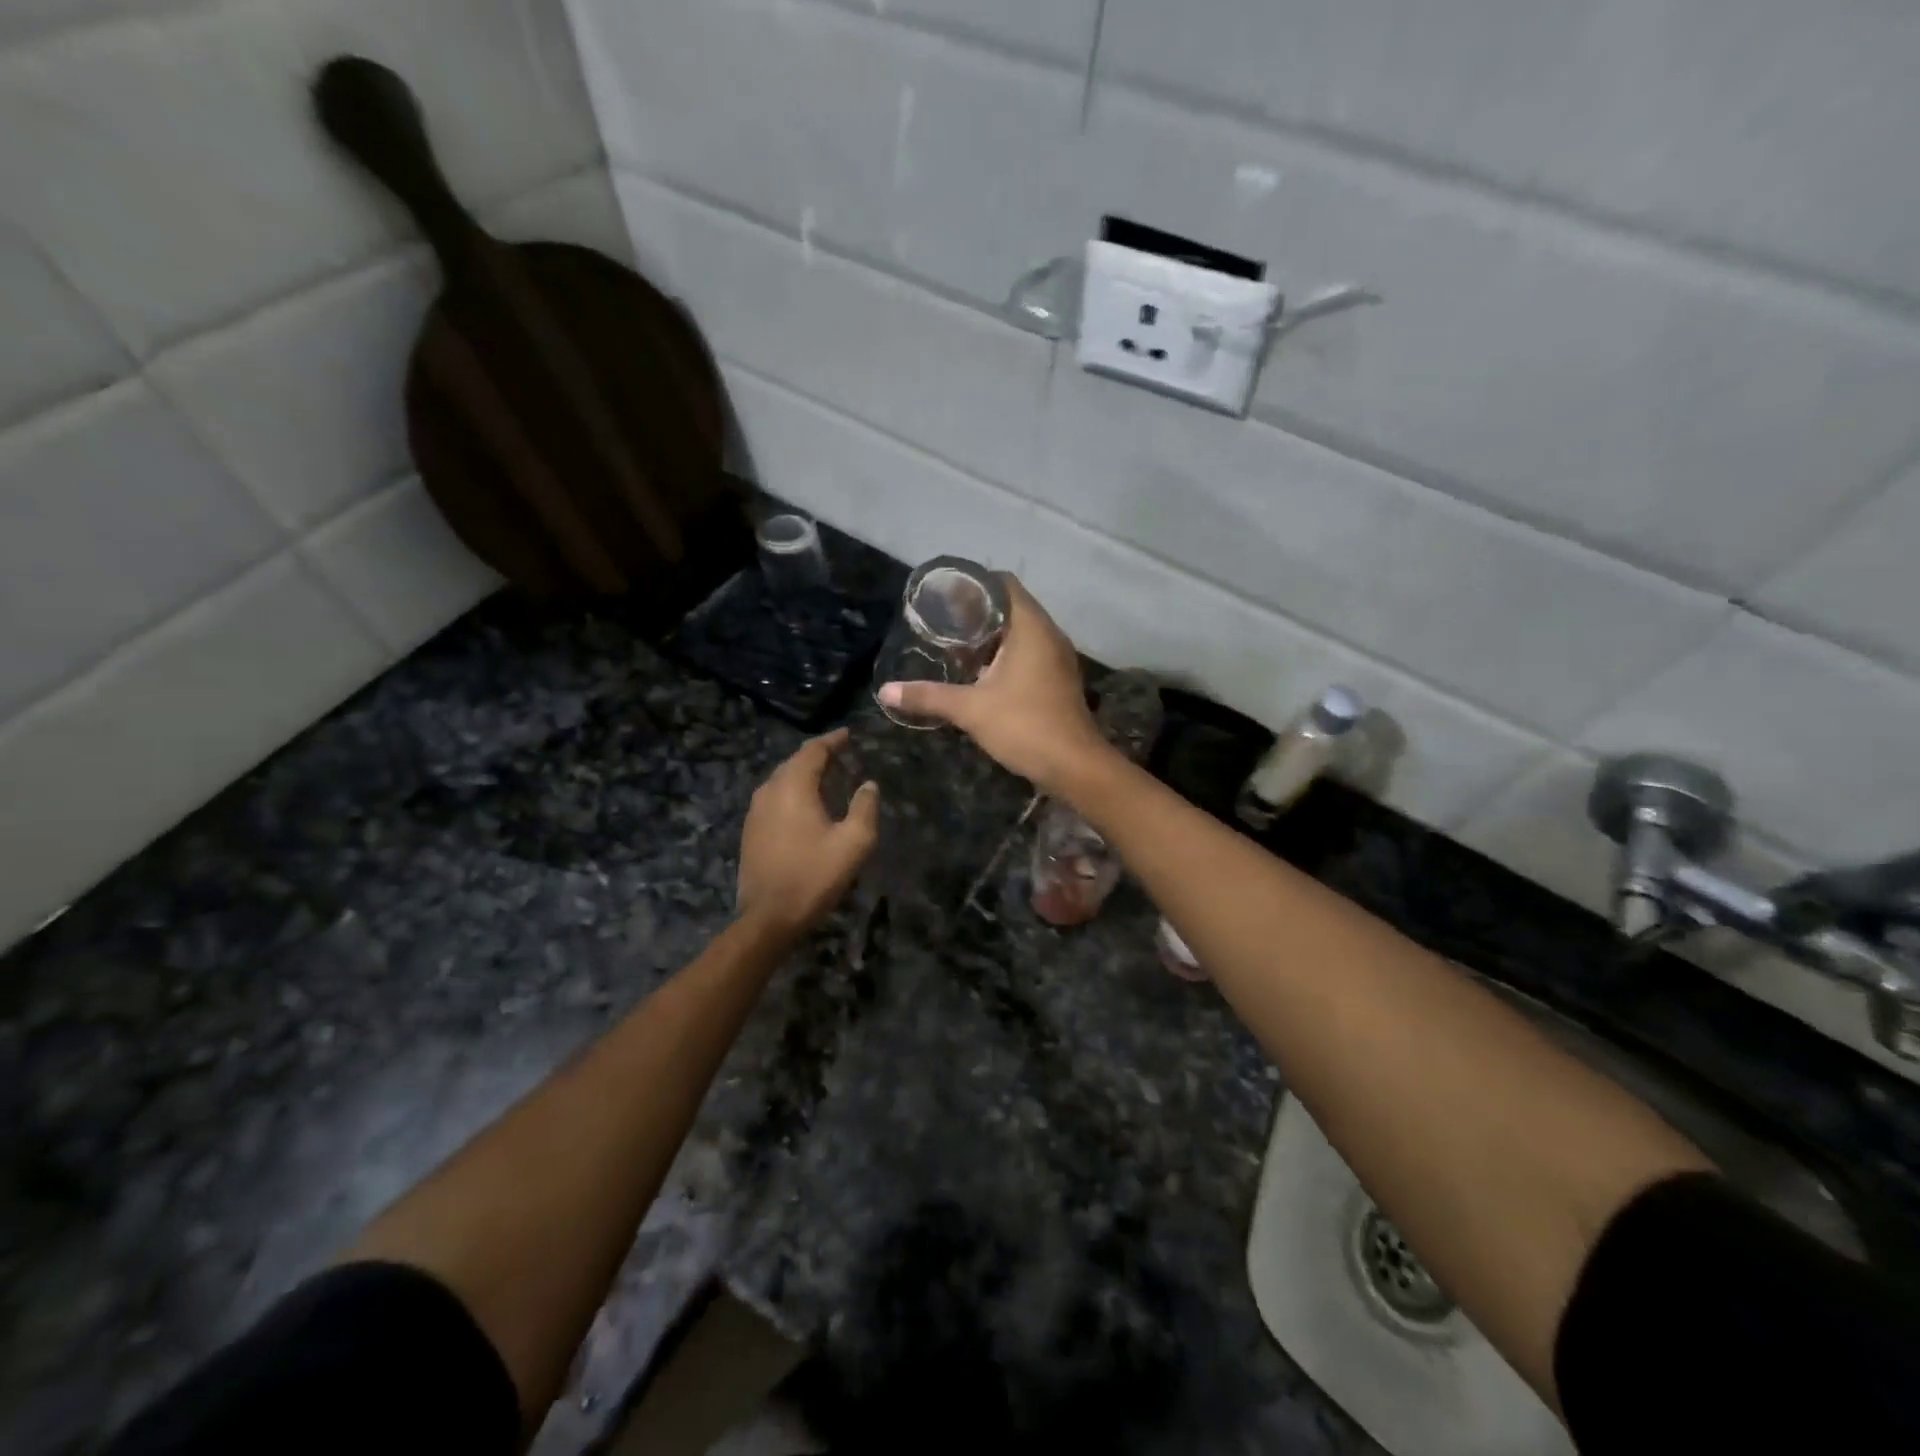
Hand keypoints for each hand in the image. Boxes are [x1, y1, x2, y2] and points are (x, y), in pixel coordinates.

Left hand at [737, 730, 880, 935]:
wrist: (769, 917)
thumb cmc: (815, 875)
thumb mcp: (854, 842)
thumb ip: (865, 807)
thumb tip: (868, 785)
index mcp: (793, 787)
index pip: (812, 751)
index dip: (832, 740)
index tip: (849, 734)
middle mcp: (769, 792)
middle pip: (794, 762)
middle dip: (818, 755)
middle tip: (842, 755)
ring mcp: (755, 812)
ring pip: (781, 780)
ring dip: (804, 774)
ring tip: (827, 777)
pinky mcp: (750, 831)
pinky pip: (774, 798)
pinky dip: (792, 792)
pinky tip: (806, 805)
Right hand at [877, 576, 1114, 795]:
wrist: (1074, 766)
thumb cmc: (1024, 726)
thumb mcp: (970, 709)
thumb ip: (928, 696)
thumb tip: (885, 692)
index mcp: (1031, 628)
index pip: (1004, 584)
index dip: (974, 584)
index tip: (945, 596)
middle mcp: (1048, 635)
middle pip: (1011, 607)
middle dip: (977, 613)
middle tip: (942, 624)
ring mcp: (1057, 658)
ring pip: (1021, 634)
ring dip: (991, 638)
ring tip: (956, 648)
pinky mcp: (1058, 680)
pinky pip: (1029, 654)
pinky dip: (1005, 656)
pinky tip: (981, 675)